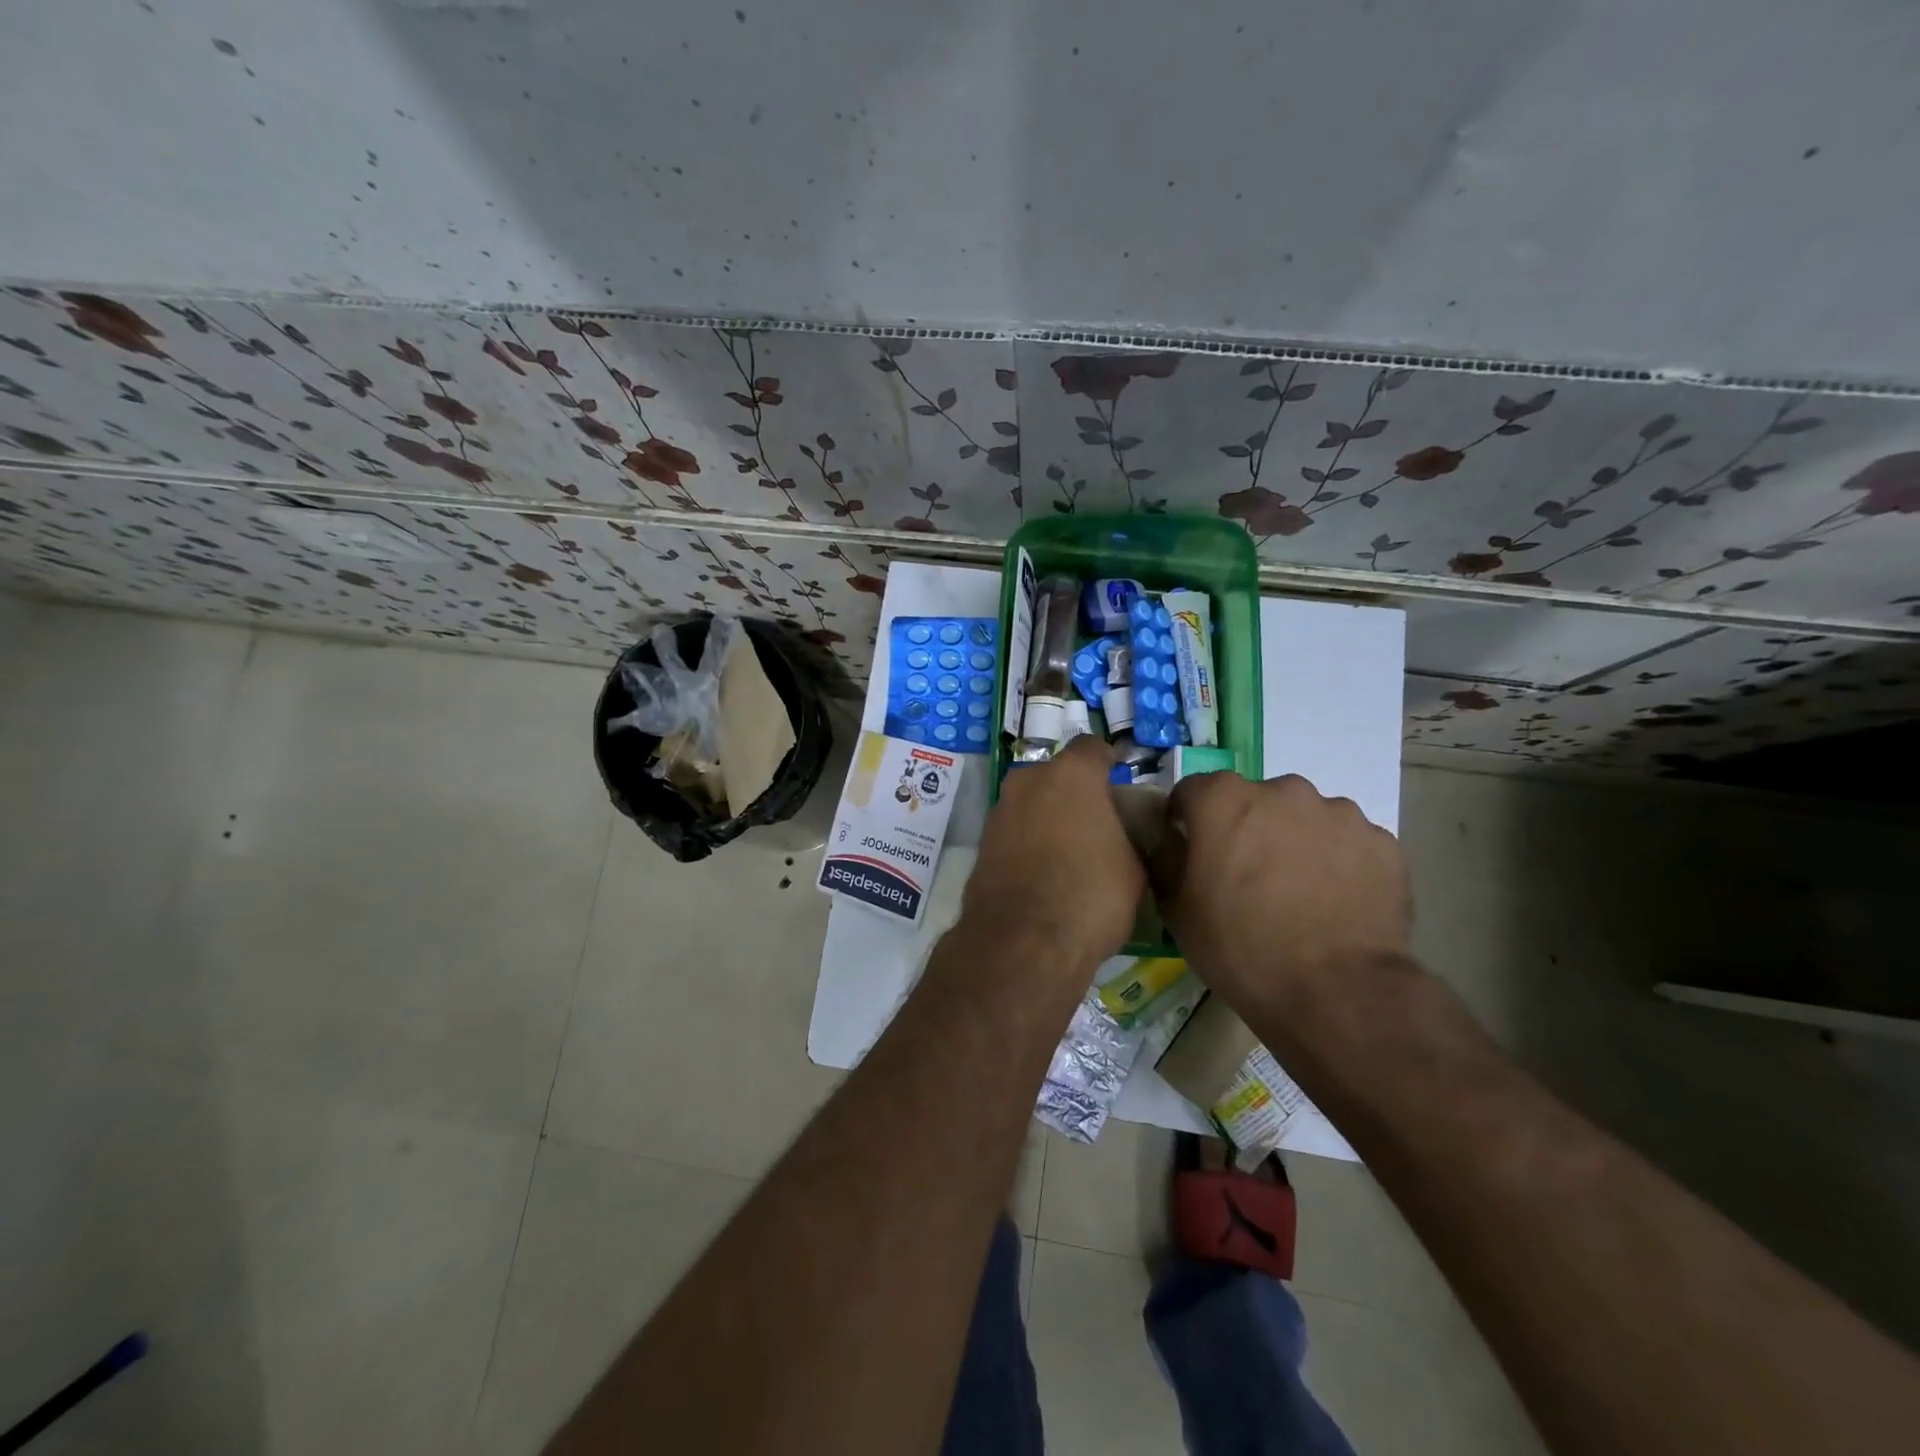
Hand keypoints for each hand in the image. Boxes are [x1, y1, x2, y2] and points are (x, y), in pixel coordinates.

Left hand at [961, 736, 1143, 968]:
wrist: (1022, 941)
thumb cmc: (1091, 895)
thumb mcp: (1134, 867)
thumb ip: (1126, 836)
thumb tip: (1119, 835)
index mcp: (1071, 775)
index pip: (1092, 748)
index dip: (1108, 761)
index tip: (1120, 775)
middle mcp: (1028, 781)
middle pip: (1056, 775)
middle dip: (1074, 792)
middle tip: (1095, 820)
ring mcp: (999, 811)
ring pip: (1031, 802)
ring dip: (1048, 817)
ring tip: (1069, 851)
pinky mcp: (981, 844)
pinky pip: (1014, 832)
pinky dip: (1028, 842)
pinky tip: (1043, 871)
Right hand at [1152, 772, 1410, 1011]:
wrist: (1336, 992)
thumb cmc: (1240, 947)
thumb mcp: (1177, 910)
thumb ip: (1165, 860)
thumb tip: (1168, 841)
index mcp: (1224, 800)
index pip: (1192, 791)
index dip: (1186, 819)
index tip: (1190, 850)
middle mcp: (1281, 791)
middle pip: (1253, 800)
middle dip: (1246, 828)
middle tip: (1247, 875)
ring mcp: (1338, 813)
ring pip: (1304, 818)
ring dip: (1294, 841)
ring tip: (1298, 892)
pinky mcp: (1381, 842)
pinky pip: (1347, 843)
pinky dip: (1337, 862)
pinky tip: (1335, 903)